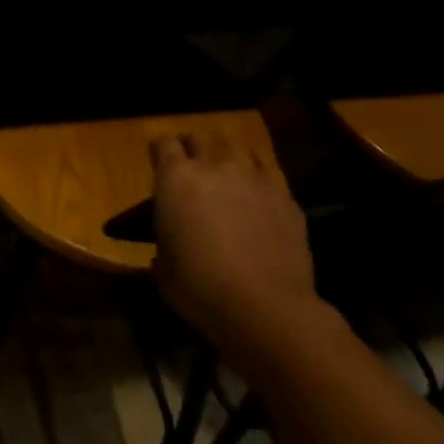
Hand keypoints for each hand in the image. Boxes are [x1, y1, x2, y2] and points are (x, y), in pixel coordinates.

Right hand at [152, 131, 325, 381]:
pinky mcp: (285, 196)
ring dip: (226, 155)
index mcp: (176, 177)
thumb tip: (170, 240)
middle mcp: (215, 165)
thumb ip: (163, 238)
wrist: (265, 308)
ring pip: (237, 146)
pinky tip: (255, 191)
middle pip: (201, 135)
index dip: (159, 151)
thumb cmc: (200, 288)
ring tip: (225, 172)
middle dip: (193, 146)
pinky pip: (268, 169)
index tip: (157, 164)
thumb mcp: (163, 265)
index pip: (163, 143)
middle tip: (191, 165)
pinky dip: (257, 173)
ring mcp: (254, 177)